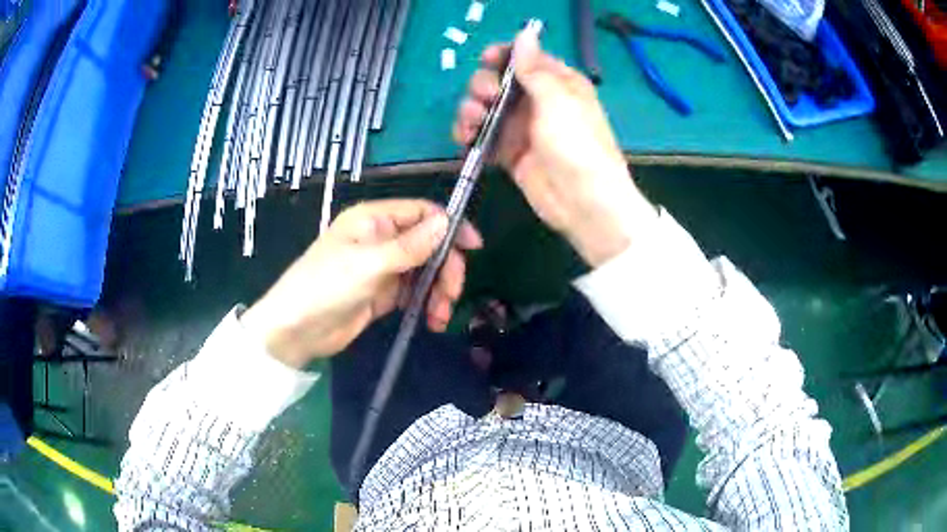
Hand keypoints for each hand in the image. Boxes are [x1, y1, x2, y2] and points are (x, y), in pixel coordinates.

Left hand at [241, 200, 482, 367]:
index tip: (474, 247)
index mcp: (374, 220)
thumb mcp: (368, 264)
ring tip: (439, 316)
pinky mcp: (383, 293)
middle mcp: (381, 238)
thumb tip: (446, 222)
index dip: (449, 226)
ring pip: (425, 271)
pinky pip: (414, 292)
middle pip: (429, 244)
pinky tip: (430, 321)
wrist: (296, 329)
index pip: (421, 213)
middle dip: (446, 268)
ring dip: (438, 291)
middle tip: (451, 295)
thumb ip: (409, 246)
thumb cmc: (325, 286)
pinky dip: (426, 304)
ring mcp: (383, 267)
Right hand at [452, 30, 657, 266]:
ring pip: (486, 108)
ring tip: (473, 121)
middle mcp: (538, 101)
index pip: (525, 58)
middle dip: (484, 85)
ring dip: (472, 110)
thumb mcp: (558, 100)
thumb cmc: (577, 145)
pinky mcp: (509, 152)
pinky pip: (483, 136)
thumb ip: (534, 67)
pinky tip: (466, 138)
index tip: (487, 60)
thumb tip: (526, 31)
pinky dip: (470, 135)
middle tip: (486, 98)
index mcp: (558, 82)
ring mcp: (522, 127)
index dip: (503, 55)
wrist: (583, 202)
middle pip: (499, 81)